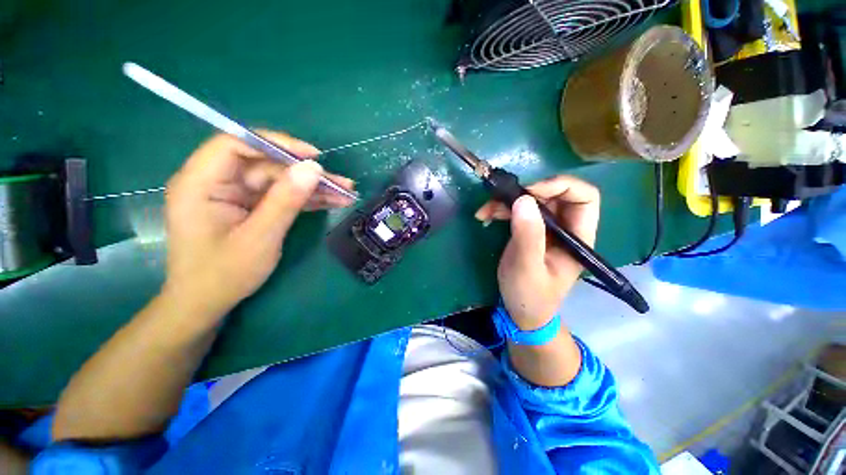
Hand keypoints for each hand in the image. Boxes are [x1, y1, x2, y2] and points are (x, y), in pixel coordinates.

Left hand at [162, 132, 354, 318]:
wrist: (207, 303)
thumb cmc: (224, 274)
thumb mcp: (260, 237)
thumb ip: (285, 200)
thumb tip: (313, 168)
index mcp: (201, 183)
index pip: (237, 144)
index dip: (277, 144)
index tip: (313, 157)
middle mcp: (217, 182)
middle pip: (267, 165)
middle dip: (307, 174)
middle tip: (343, 184)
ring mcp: (236, 194)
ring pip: (280, 181)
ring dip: (313, 188)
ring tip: (346, 194)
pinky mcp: (250, 206)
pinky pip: (281, 196)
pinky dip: (306, 199)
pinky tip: (332, 202)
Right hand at [475, 176, 599, 329]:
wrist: (522, 312)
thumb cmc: (530, 296)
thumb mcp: (527, 268)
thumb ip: (528, 236)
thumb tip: (523, 200)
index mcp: (577, 237)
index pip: (583, 197)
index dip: (559, 186)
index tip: (528, 193)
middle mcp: (565, 228)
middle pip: (553, 194)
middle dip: (525, 193)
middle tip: (499, 200)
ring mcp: (546, 229)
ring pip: (532, 200)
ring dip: (506, 201)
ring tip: (485, 211)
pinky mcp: (529, 231)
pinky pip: (518, 211)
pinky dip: (500, 209)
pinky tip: (485, 216)